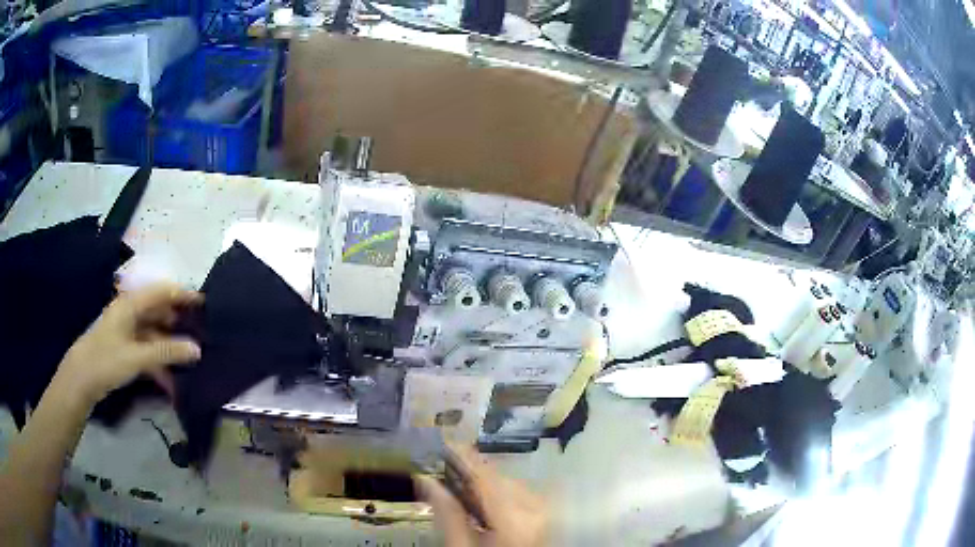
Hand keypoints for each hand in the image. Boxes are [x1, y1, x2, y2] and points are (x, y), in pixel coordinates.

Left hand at [56, 283, 202, 406]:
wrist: (81, 379)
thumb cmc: (107, 360)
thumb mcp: (138, 356)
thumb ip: (167, 352)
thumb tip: (197, 349)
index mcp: (131, 304)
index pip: (162, 292)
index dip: (183, 295)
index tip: (205, 304)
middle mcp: (130, 313)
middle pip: (159, 312)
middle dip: (179, 322)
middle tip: (201, 335)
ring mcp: (127, 332)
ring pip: (154, 333)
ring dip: (170, 346)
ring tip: (190, 361)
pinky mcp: (125, 349)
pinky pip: (148, 350)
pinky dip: (160, 361)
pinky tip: (172, 380)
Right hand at [416, 444, 547, 546]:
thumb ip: (446, 513)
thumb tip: (425, 480)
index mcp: (513, 517)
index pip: (485, 475)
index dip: (462, 455)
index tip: (442, 438)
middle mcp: (536, 507)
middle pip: (498, 477)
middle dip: (470, 470)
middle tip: (442, 464)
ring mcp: (546, 509)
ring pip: (510, 482)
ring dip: (485, 481)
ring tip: (460, 485)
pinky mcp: (547, 513)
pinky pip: (521, 491)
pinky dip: (500, 490)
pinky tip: (484, 501)